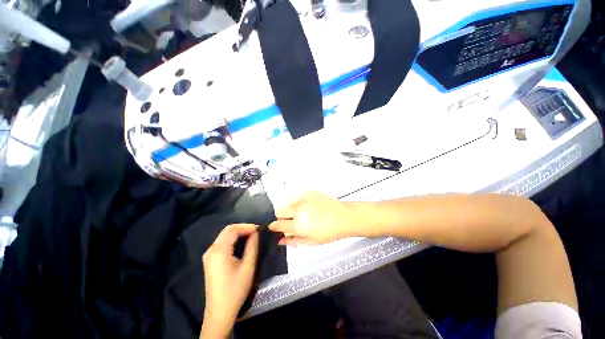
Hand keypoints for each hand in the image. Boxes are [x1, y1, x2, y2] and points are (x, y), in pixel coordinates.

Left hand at [200, 224, 258, 338]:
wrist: (220, 311)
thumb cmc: (235, 289)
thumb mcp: (248, 266)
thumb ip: (252, 246)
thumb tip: (256, 233)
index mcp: (219, 251)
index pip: (233, 229)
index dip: (247, 226)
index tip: (259, 229)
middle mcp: (211, 250)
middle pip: (227, 230)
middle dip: (243, 228)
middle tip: (256, 231)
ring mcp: (209, 255)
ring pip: (224, 235)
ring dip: (238, 232)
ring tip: (251, 235)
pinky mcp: (210, 260)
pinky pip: (222, 242)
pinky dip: (233, 239)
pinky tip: (241, 242)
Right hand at [269, 191, 357, 245]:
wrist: (343, 217)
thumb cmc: (329, 232)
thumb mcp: (311, 242)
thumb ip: (293, 241)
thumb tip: (280, 241)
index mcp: (298, 225)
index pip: (278, 224)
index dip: (275, 227)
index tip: (275, 228)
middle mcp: (298, 210)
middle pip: (279, 211)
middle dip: (281, 217)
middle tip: (291, 221)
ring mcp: (303, 199)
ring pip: (288, 203)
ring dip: (291, 210)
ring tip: (304, 214)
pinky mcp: (308, 193)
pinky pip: (298, 198)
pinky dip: (300, 203)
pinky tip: (310, 208)